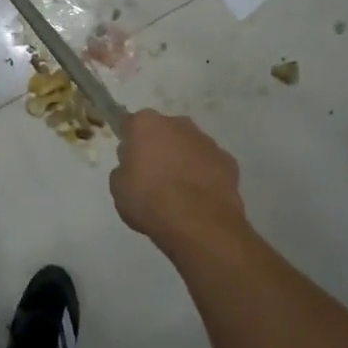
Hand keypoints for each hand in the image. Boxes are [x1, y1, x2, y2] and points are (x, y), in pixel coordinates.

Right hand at [109, 110, 249, 256]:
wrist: (198, 224)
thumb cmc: (149, 200)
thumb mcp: (118, 188)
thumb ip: (124, 169)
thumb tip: (134, 167)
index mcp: (146, 124)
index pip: (131, 124)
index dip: (129, 141)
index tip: (128, 159)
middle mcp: (178, 123)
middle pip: (163, 131)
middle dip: (158, 147)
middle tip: (152, 176)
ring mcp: (206, 141)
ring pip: (188, 146)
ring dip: (183, 160)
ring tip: (178, 192)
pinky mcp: (228, 161)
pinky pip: (209, 164)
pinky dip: (204, 175)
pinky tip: (199, 198)